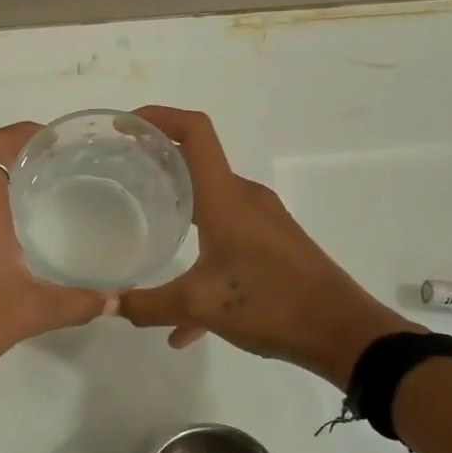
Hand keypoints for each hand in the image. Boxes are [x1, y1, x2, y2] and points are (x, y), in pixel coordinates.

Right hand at [117, 107, 411, 387]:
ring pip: (210, 204)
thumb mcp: (199, 305)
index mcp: (226, 198)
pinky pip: (227, 239)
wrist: (344, 333)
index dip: (158, 118)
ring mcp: (263, 221)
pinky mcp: (273, 245)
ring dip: (177, 212)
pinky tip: (186, 322)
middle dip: (157, 165)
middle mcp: (245, 198)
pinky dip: (202, 259)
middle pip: (197, 163)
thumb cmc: (271, 304)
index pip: (194, 132)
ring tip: (144, 233)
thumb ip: (147, 305)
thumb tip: (107, 305)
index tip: (123, 128)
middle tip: (120, 178)